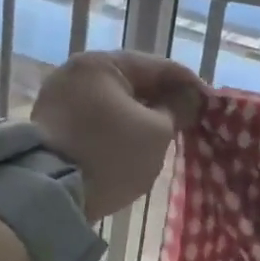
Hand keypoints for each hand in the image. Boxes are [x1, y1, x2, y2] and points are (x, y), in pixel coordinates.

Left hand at [32, 51, 205, 219]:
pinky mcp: (51, 123)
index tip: (210, 103)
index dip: (188, 83)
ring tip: (165, 131)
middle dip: (162, 98)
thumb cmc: (110, 155)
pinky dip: (118, 124)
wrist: (49, 195)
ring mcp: (58, 97)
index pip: (158, 66)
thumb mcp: (157, 132)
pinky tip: (134, 140)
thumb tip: (187, 97)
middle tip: (189, 118)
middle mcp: (76, 72)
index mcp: (102, 64)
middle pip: (132, 80)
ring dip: (140, 112)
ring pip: (113, 99)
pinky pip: (96, 116)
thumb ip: (176, 109)